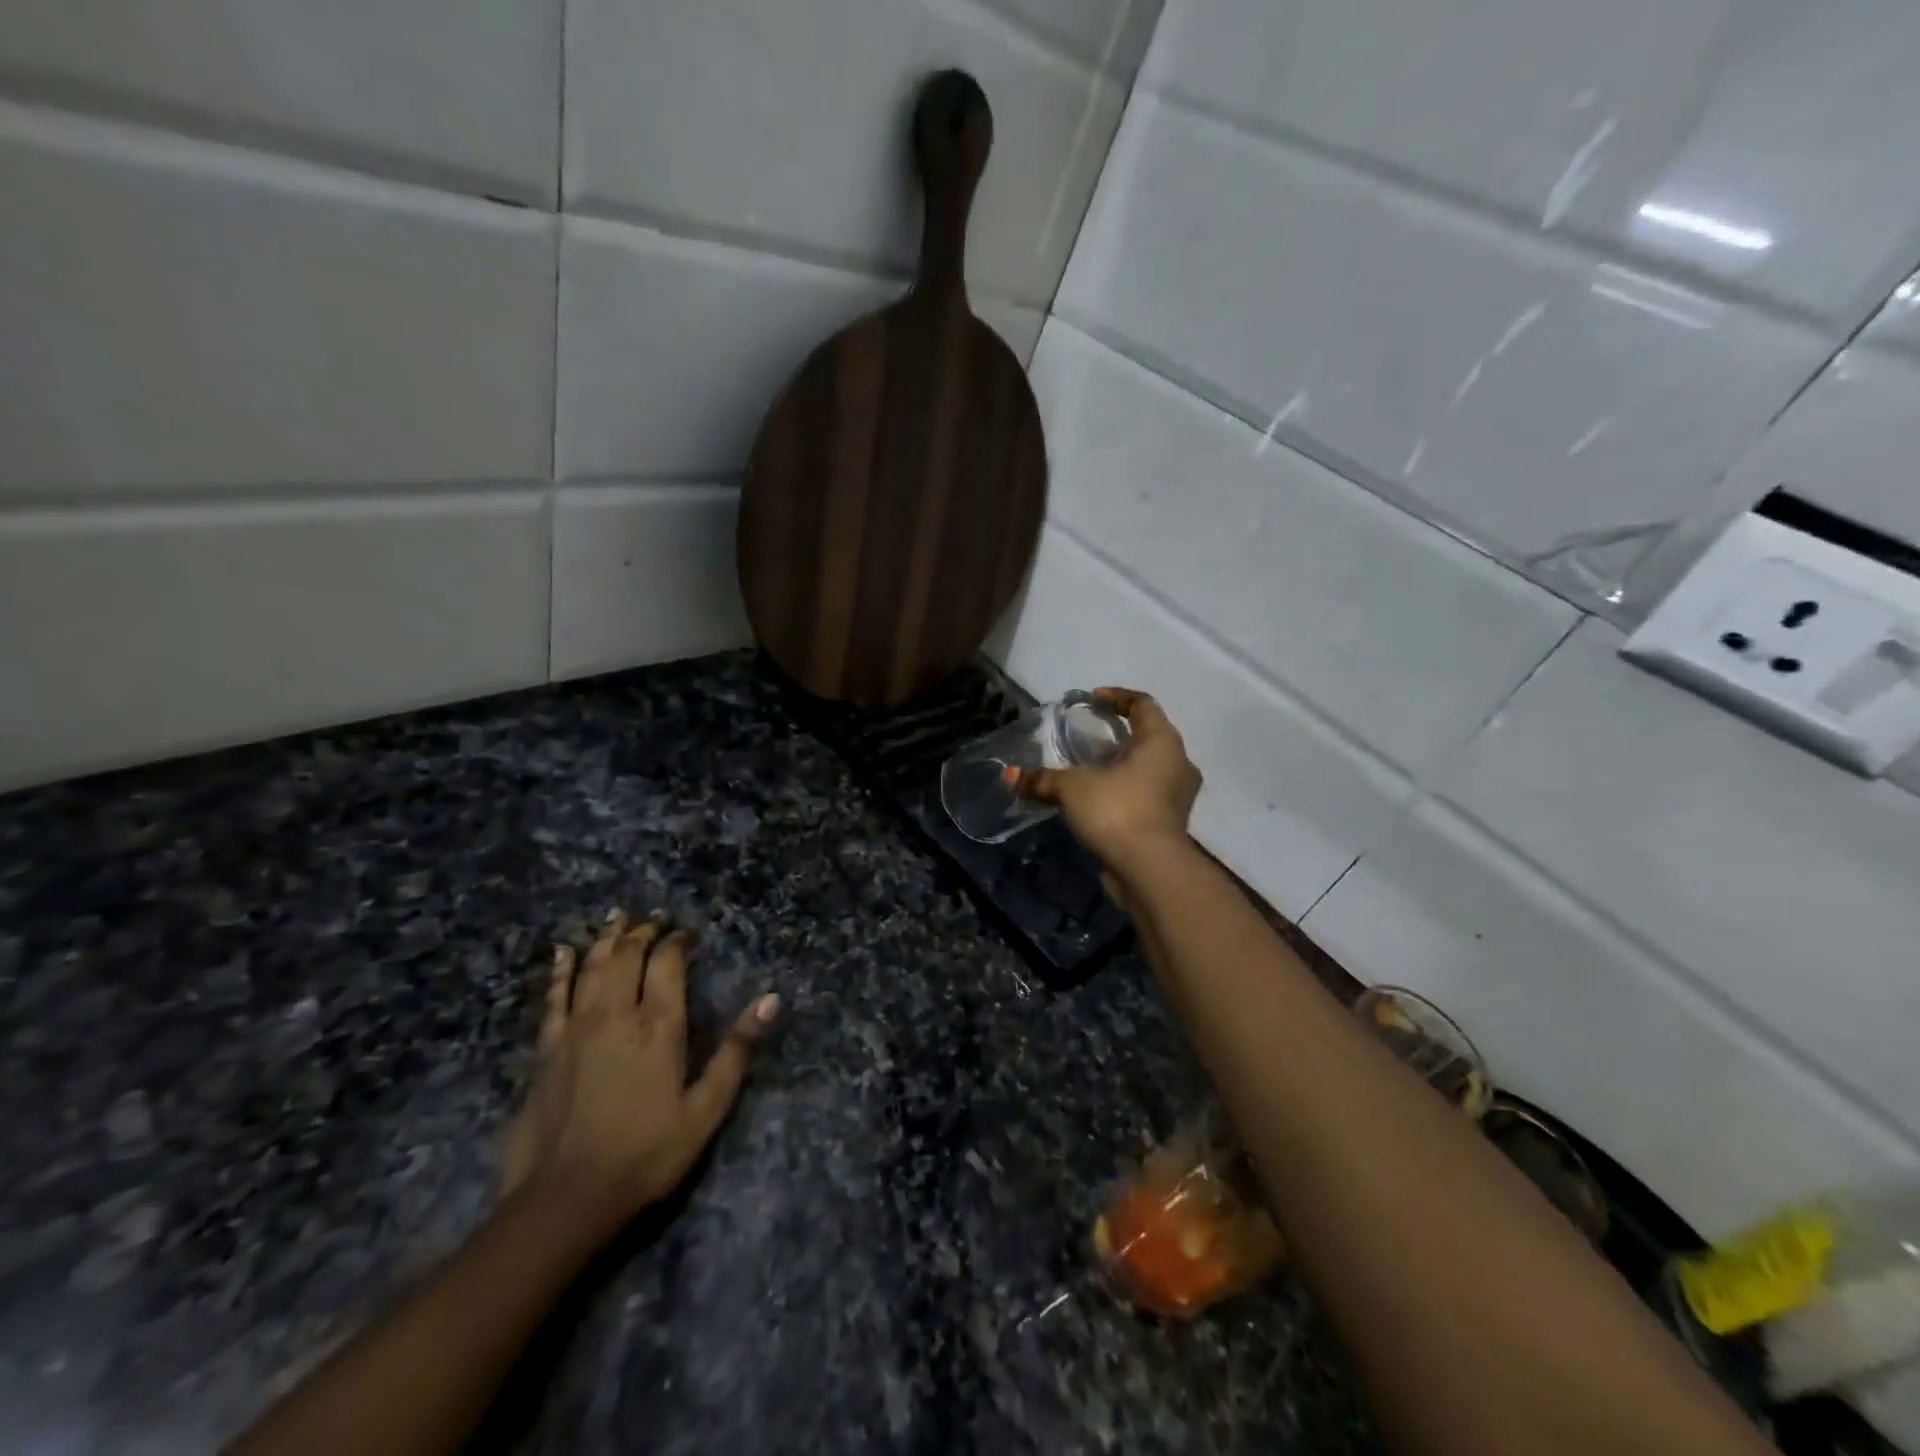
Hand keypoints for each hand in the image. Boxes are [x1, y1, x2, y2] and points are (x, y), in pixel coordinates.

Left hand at [501, 909, 778, 1226]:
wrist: (565, 1198)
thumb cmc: (647, 1153)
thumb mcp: (706, 1108)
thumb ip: (737, 1050)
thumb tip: (771, 999)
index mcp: (659, 1025)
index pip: (668, 962)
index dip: (678, 941)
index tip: (688, 934)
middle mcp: (616, 1013)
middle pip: (628, 954)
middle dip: (644, 932)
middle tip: (655, 918)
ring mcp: (576, 1028)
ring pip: (593, 966)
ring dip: (607, 938)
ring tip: (617, 916)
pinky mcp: (547, 1048)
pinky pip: (553, 996)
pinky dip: (561, 969)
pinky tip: (564, 951)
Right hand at [1016, 688, 1200, 867]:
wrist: (1150, 871)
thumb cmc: (1117, 810)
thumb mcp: (1072, 788)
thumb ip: (1043, 779)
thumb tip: (1010, 775)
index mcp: (1162, 741)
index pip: (1144, 704)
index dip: (1117, 697)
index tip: (1093, 700)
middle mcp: (1178, 763)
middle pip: (1149, 737)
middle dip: (1118, 735)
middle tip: (1088, 737)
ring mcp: (1178, 796)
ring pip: (1149, 769)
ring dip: (1121, 767)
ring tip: (1089, 771)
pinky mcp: (1170, 824)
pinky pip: (1146, 796)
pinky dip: (1124, 793)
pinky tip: (1097, 801)